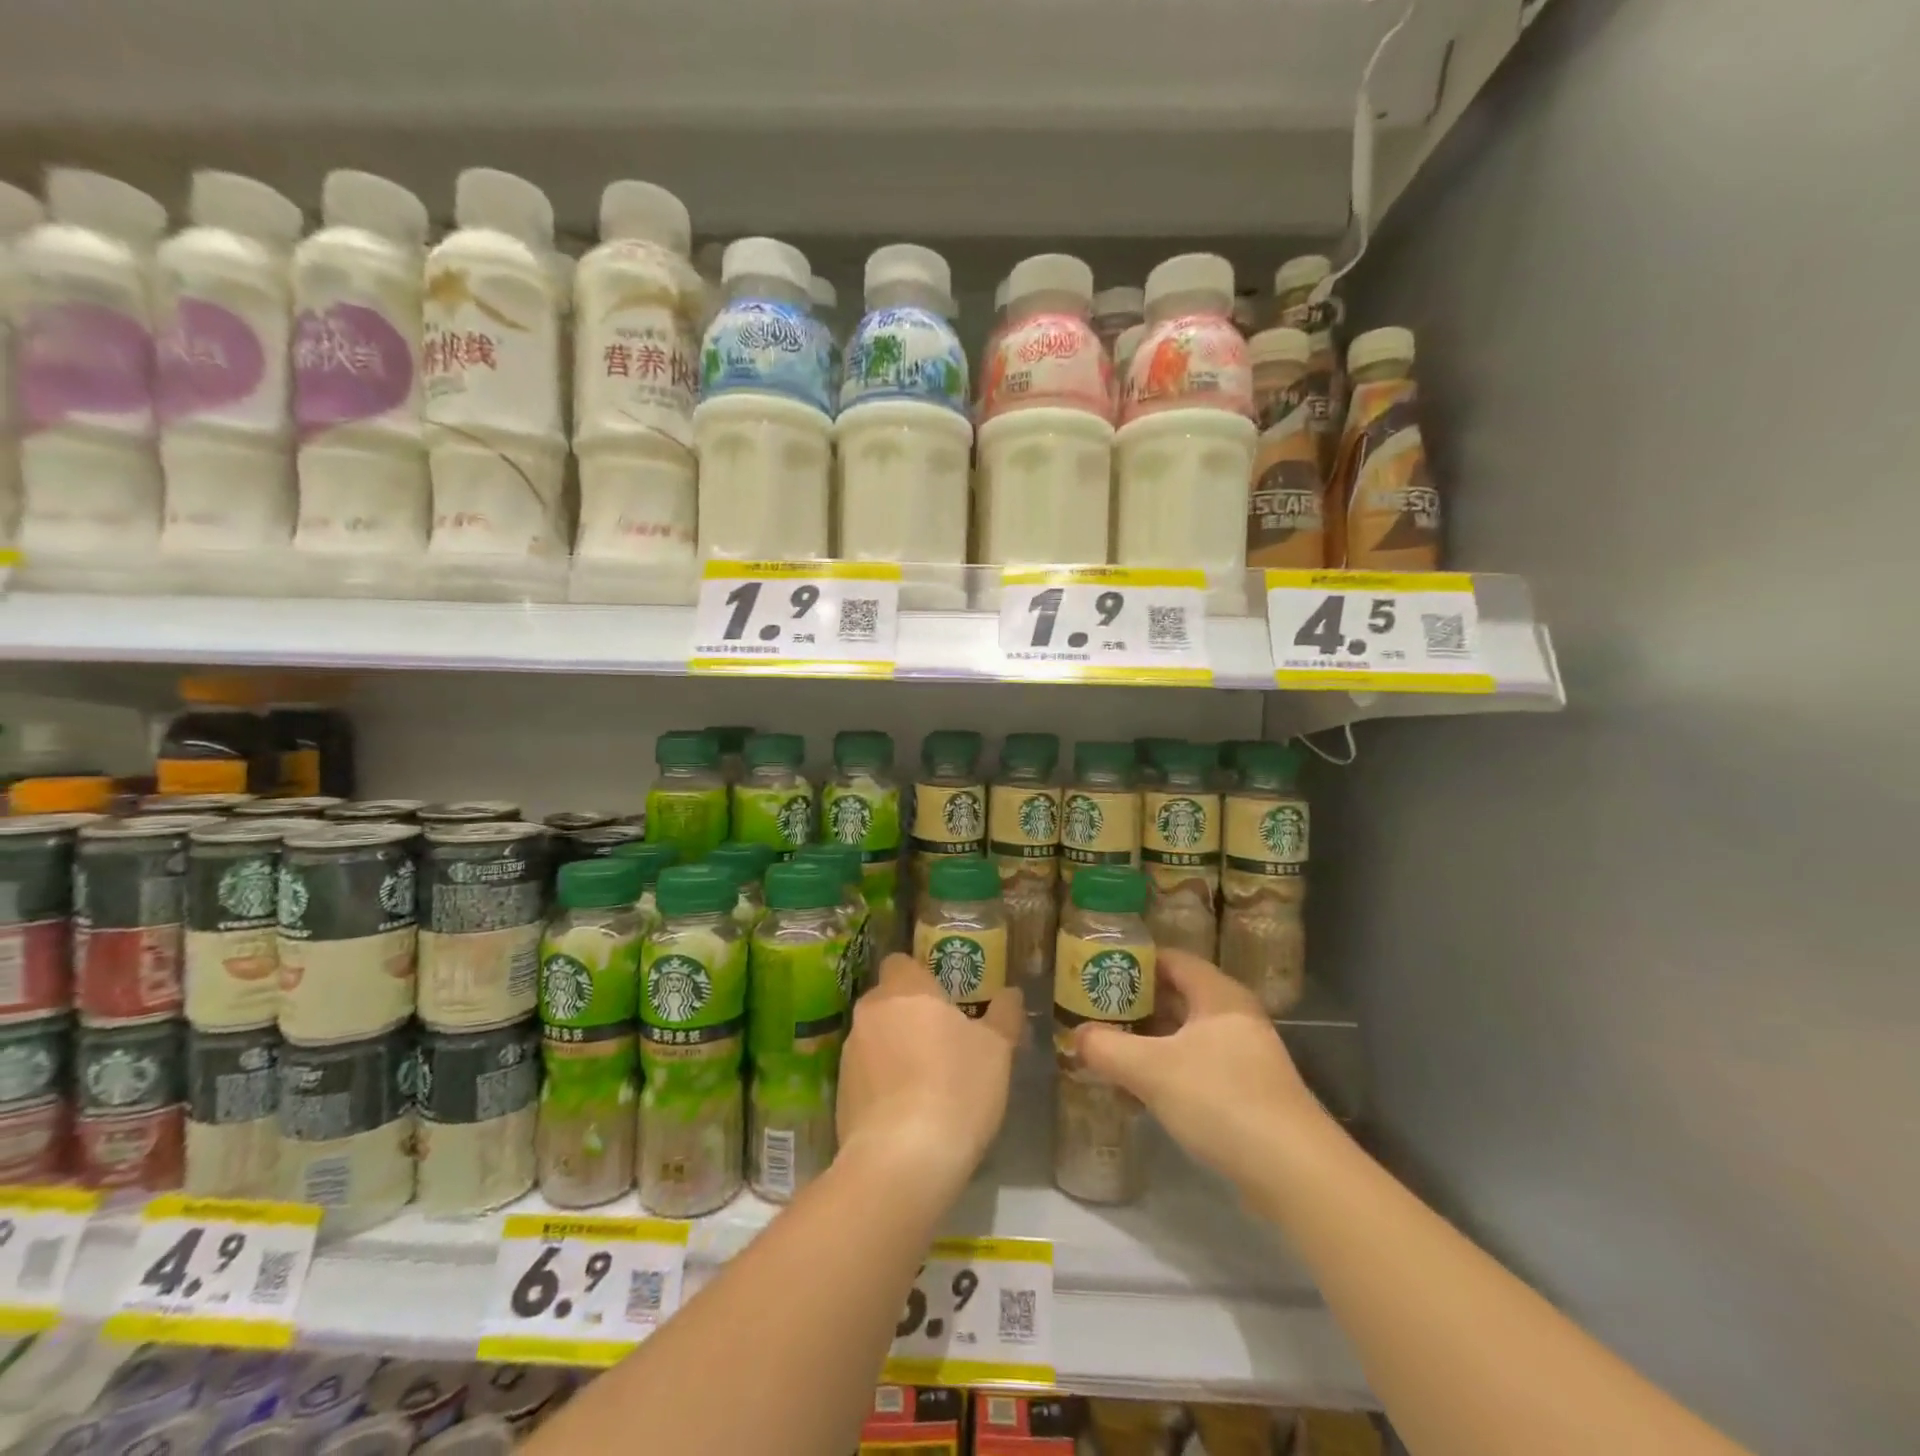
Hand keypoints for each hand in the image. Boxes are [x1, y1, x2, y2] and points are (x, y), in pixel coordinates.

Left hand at [837, 954, 1023, 1199]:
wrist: (902, 1160)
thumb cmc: (956, 1087)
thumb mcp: (997, 1050)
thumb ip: (1004, 1014)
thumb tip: (1011, 993)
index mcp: (905, 988)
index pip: (901, 962)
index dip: (920, 975)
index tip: (943, 997)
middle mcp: (870, 1011)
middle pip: (887, 1000)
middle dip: (909, 1014)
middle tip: (942, 1039)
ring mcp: (849, 1053)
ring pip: (874, 1037)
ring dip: (894, 1049)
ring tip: (926, 1081)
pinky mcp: (839, 1093)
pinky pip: (865, 1075)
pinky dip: (882, 1084)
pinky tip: (907, 1112)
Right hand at [1073, 949, 1323, 1187]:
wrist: (1294, 1172)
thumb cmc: (1221, 1099)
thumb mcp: (1152, 1071)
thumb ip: (1107, 1048)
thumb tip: (1076, 1035)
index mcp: (1218, 995)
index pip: (1171, 959)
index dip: (1134, 962)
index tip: (1098, 972)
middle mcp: (1235, 1016)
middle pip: (1178, 996)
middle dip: (1136, 1003)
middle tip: (1097, 1011)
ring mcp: (1246, 1055)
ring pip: (1187, 1034)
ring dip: (1150, 1040)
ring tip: (1111, 1048)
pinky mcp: (1249, 1092)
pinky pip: (1199, 1065)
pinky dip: (1168, 1069)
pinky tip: (1142, 1090)